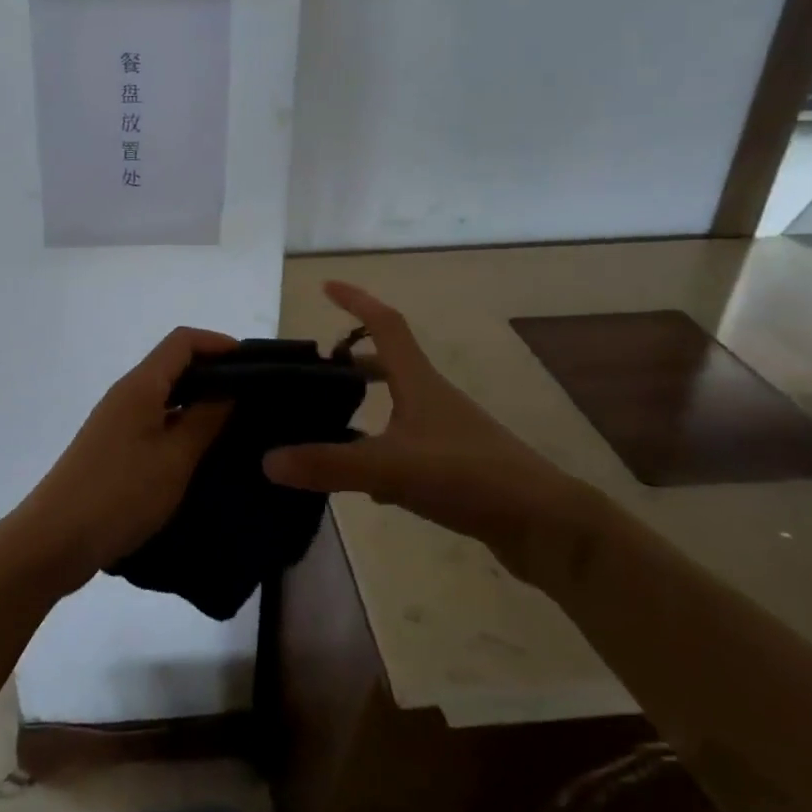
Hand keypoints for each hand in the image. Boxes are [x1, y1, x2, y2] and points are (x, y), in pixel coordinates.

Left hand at [5, 326, 236, 592]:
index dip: (219, 344)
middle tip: (254, 399)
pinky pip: (154, 420)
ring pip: (164, 395)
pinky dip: (180, 424)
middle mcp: (126, 394)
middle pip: (173, 364)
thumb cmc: (120, 494)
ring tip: (236, 425)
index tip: (255, 366)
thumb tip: (231, 388)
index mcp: (140, 385)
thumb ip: (205, 419)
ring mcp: (116, 421)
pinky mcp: (112, 447)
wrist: (54, 540)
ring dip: (198, 401)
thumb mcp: (175, 458)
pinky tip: (201, 451)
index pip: (183, 341)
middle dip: (214, 373)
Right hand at [262, 282, 608, 588]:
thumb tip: (266, 459)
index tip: (326, 286)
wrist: (544, 525)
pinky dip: (381, 452)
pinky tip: (365, 486)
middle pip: (390, 364)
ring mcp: (447, 434)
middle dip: (353, 361)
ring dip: (366, 406)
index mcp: (420, 383)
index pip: (386, 325)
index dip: (357, 301)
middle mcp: (433, 399)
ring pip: (397, 408)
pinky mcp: (455, 467)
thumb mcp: (391, 468)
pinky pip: (407, 447)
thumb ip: (329, 464)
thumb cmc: (469, 476)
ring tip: (328, 424)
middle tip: (317, 371)